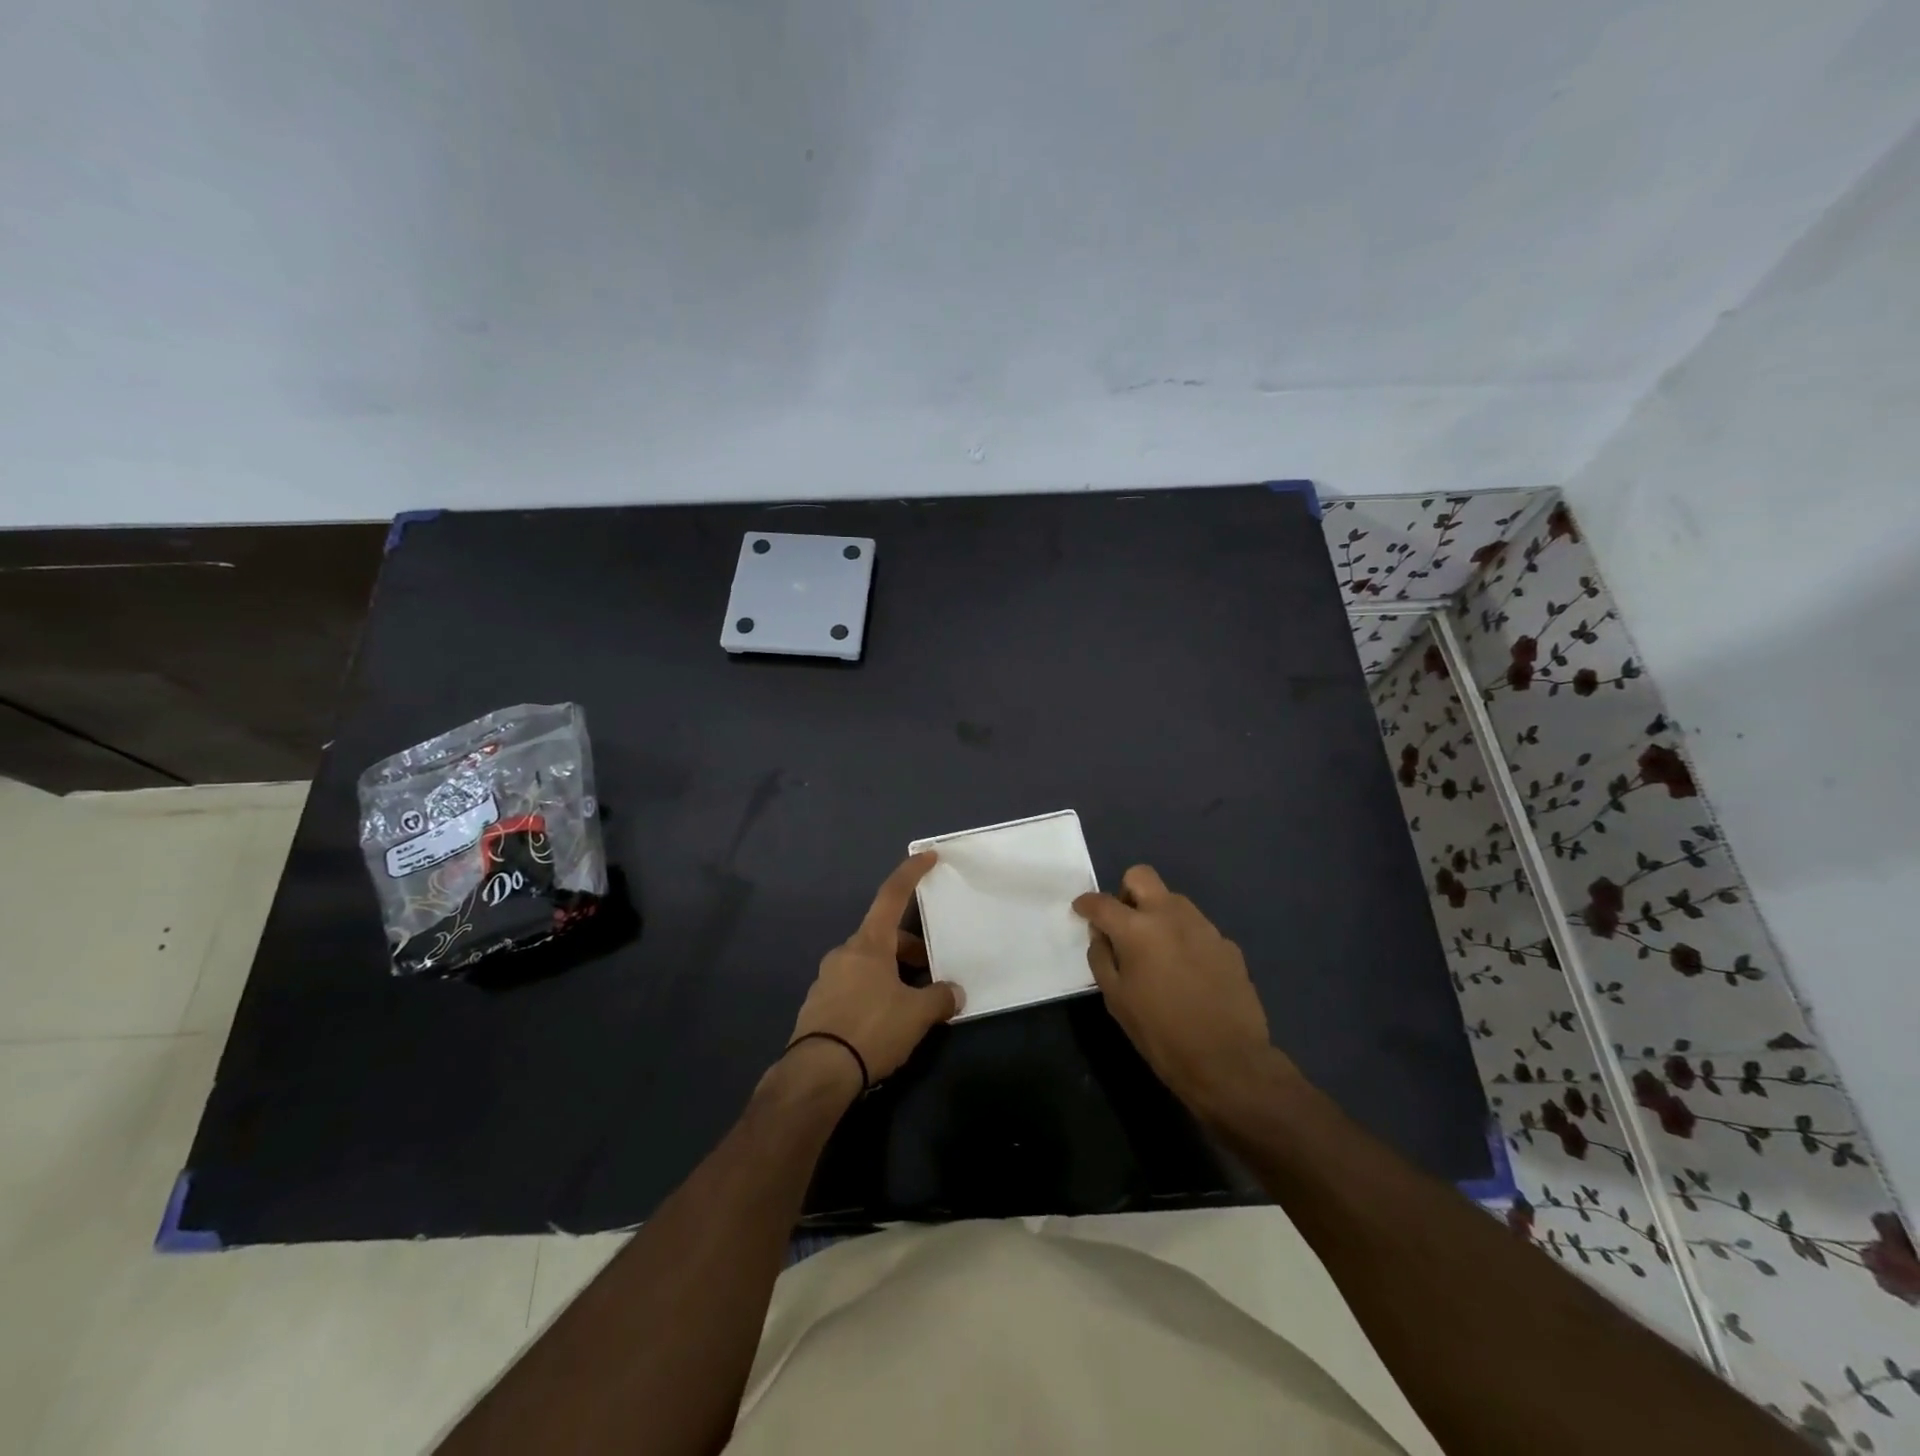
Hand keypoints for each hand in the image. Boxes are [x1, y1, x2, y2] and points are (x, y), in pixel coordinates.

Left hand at [786, 851, 964, 1085]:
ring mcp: (827, 978)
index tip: (927, 856)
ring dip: (893, 973)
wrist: (817, 1074)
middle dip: (910, 949)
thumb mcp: (916, 1014)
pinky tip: (886, 1021)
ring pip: (869, 963)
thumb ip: (940, 998)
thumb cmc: (871, 1029)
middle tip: (933, 971)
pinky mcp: (818, 1005)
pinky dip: (875, 992)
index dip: (911, 874)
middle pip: (883, 937)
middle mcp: (845, 953)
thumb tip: (953, 993)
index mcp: (868, 944)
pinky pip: (854, 986)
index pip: (892, 896)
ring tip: (913, 1003)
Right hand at [1073, 865, 1284, 1112]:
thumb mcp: (1116, 1000)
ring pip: (1173, 900)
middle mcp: (1171, 915)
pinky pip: (1196, 928)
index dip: (1086, 904)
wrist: (1227, 1060)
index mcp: (1137, 928)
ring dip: (1157, 913)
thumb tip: (1101, 935)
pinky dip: (1184, 938)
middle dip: (1125, 892)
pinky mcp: (1227, 944)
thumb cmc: (1161, 1033)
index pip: (1102, 902)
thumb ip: (1101, 958)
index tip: (1082, 911)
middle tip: (1123, 923)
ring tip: (1156, 950)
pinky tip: (1187, 971)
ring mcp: (1203, 926)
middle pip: (1141, 876)